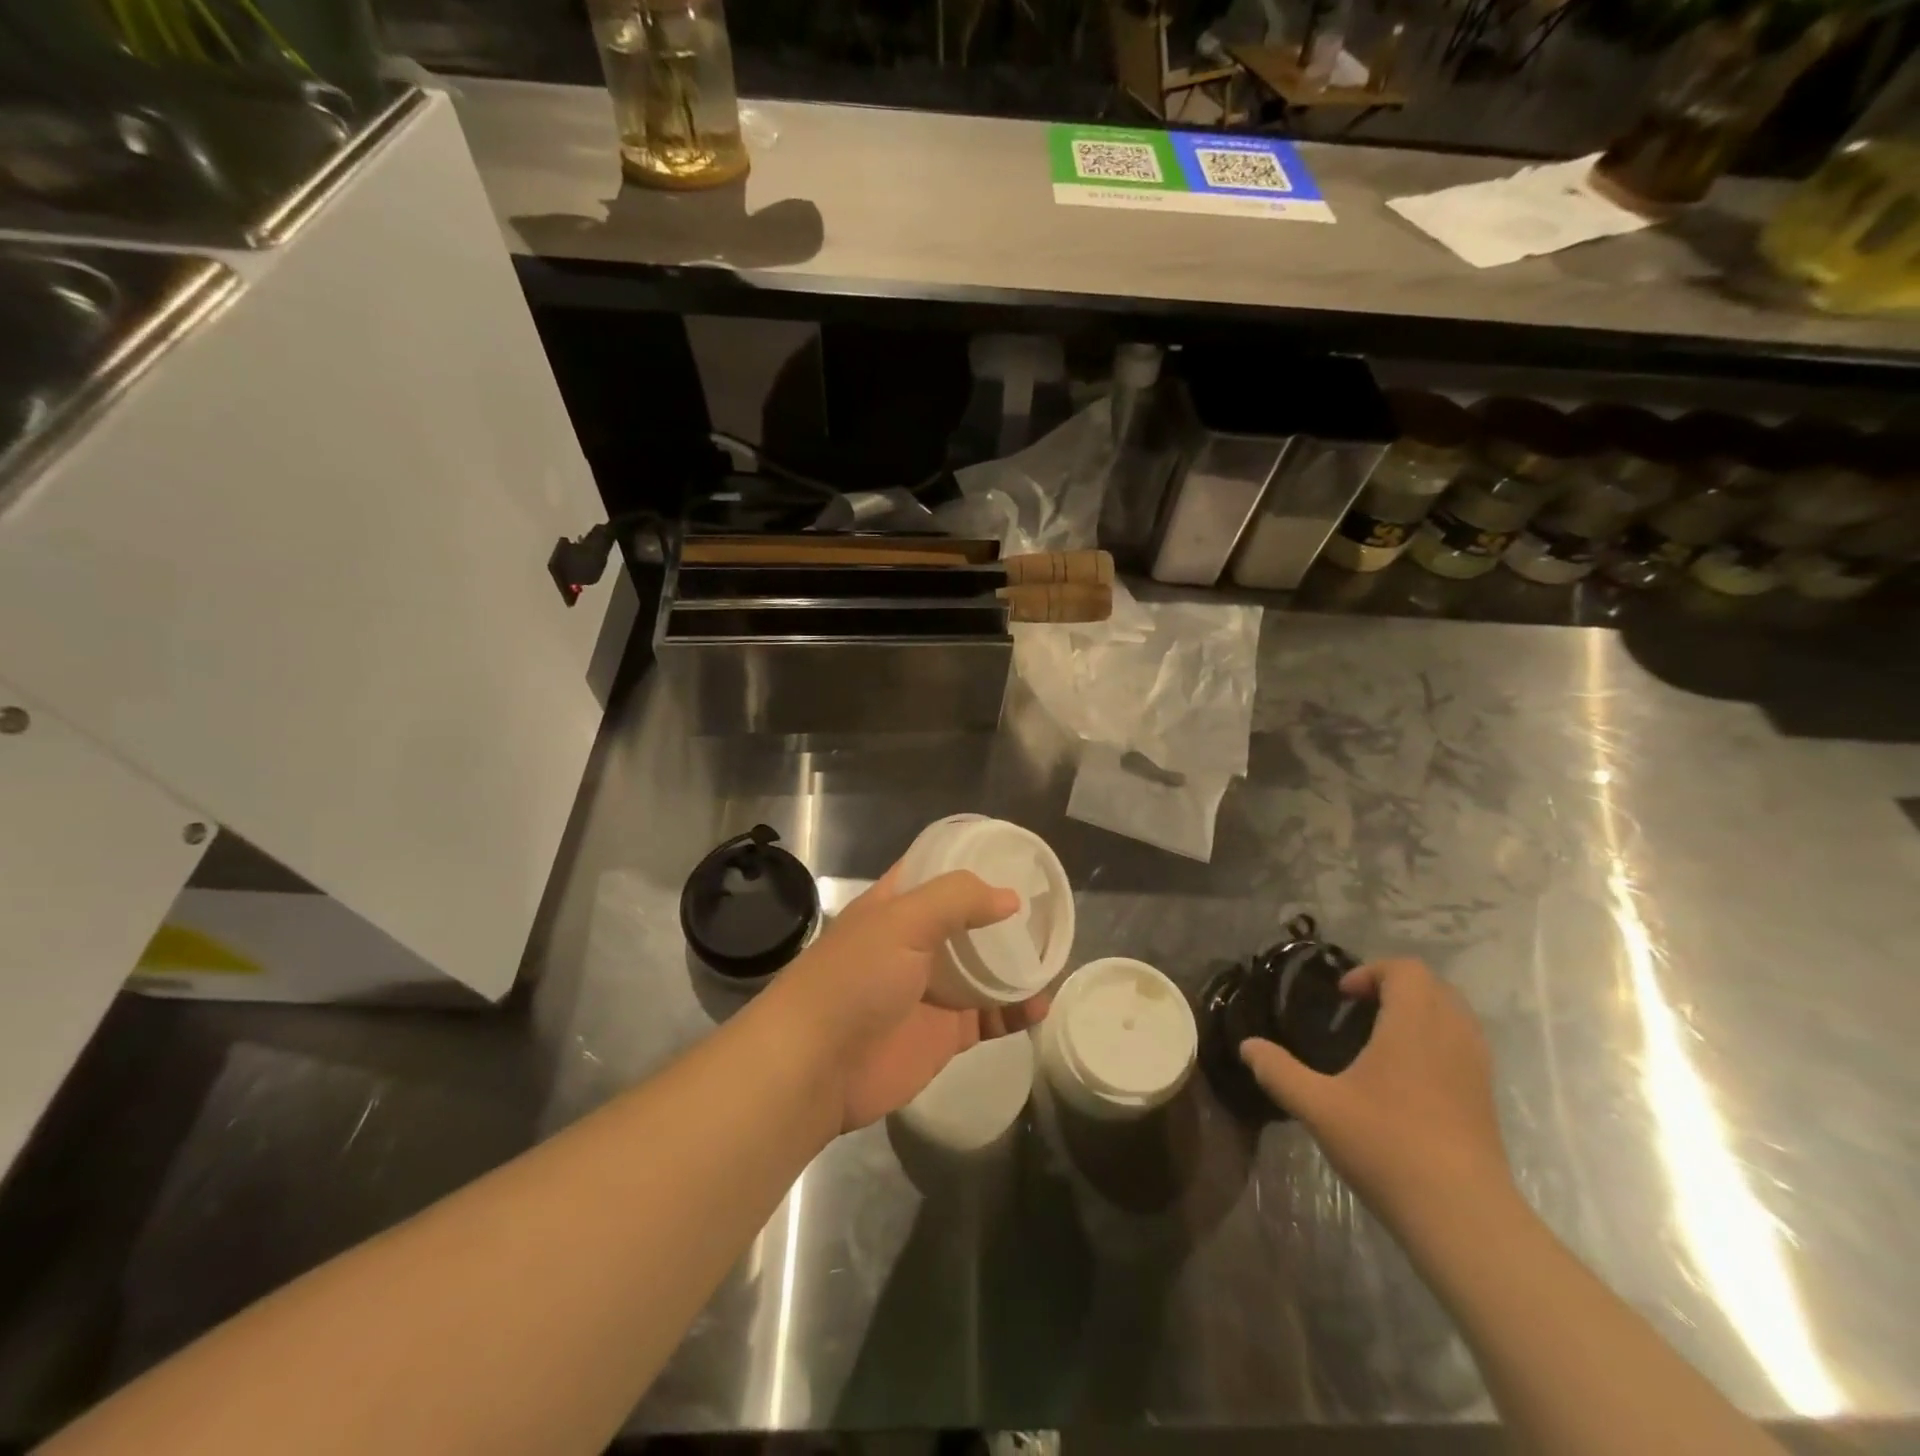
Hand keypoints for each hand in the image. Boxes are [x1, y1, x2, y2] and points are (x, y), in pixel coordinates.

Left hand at [778, 864, 1050, 1131]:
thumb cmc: (854, 979)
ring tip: (1056, 951)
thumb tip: (1009, 898)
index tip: (1014, 853)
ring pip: (983, 968)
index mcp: (896, 906)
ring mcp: (931, 989)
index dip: (970, 859)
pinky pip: (989, 1016)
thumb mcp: (902, 922)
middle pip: (967, 920)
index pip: (935, 870)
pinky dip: (1016, 1010)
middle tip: (1048, 906)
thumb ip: (956, 901)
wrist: (816, 1068)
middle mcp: (915, 942)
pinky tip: (1042, 1003)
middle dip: (1002, 914)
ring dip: (1016, 962)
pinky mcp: (944, 1032)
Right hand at [1240, 958, 1510, 1225]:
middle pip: (1433, 986)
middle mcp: (1452, 1036)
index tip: (1343, 998)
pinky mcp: (1485, 1099)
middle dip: (1395, 987)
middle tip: (1359, 1011)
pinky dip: (1436, 1042)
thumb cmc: (1387, 1146)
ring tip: (1381, 1041)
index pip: (1406, 970)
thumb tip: (1248, 1046)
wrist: (1463, 1217)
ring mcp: (1476, 1069)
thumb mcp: (1317, 1107)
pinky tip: (1406, 1079)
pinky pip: (1464, 1046)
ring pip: (1454, 1016)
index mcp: (1413, 1025)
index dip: (1372, 972)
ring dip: (1419, 1014)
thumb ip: (1278, 1071)